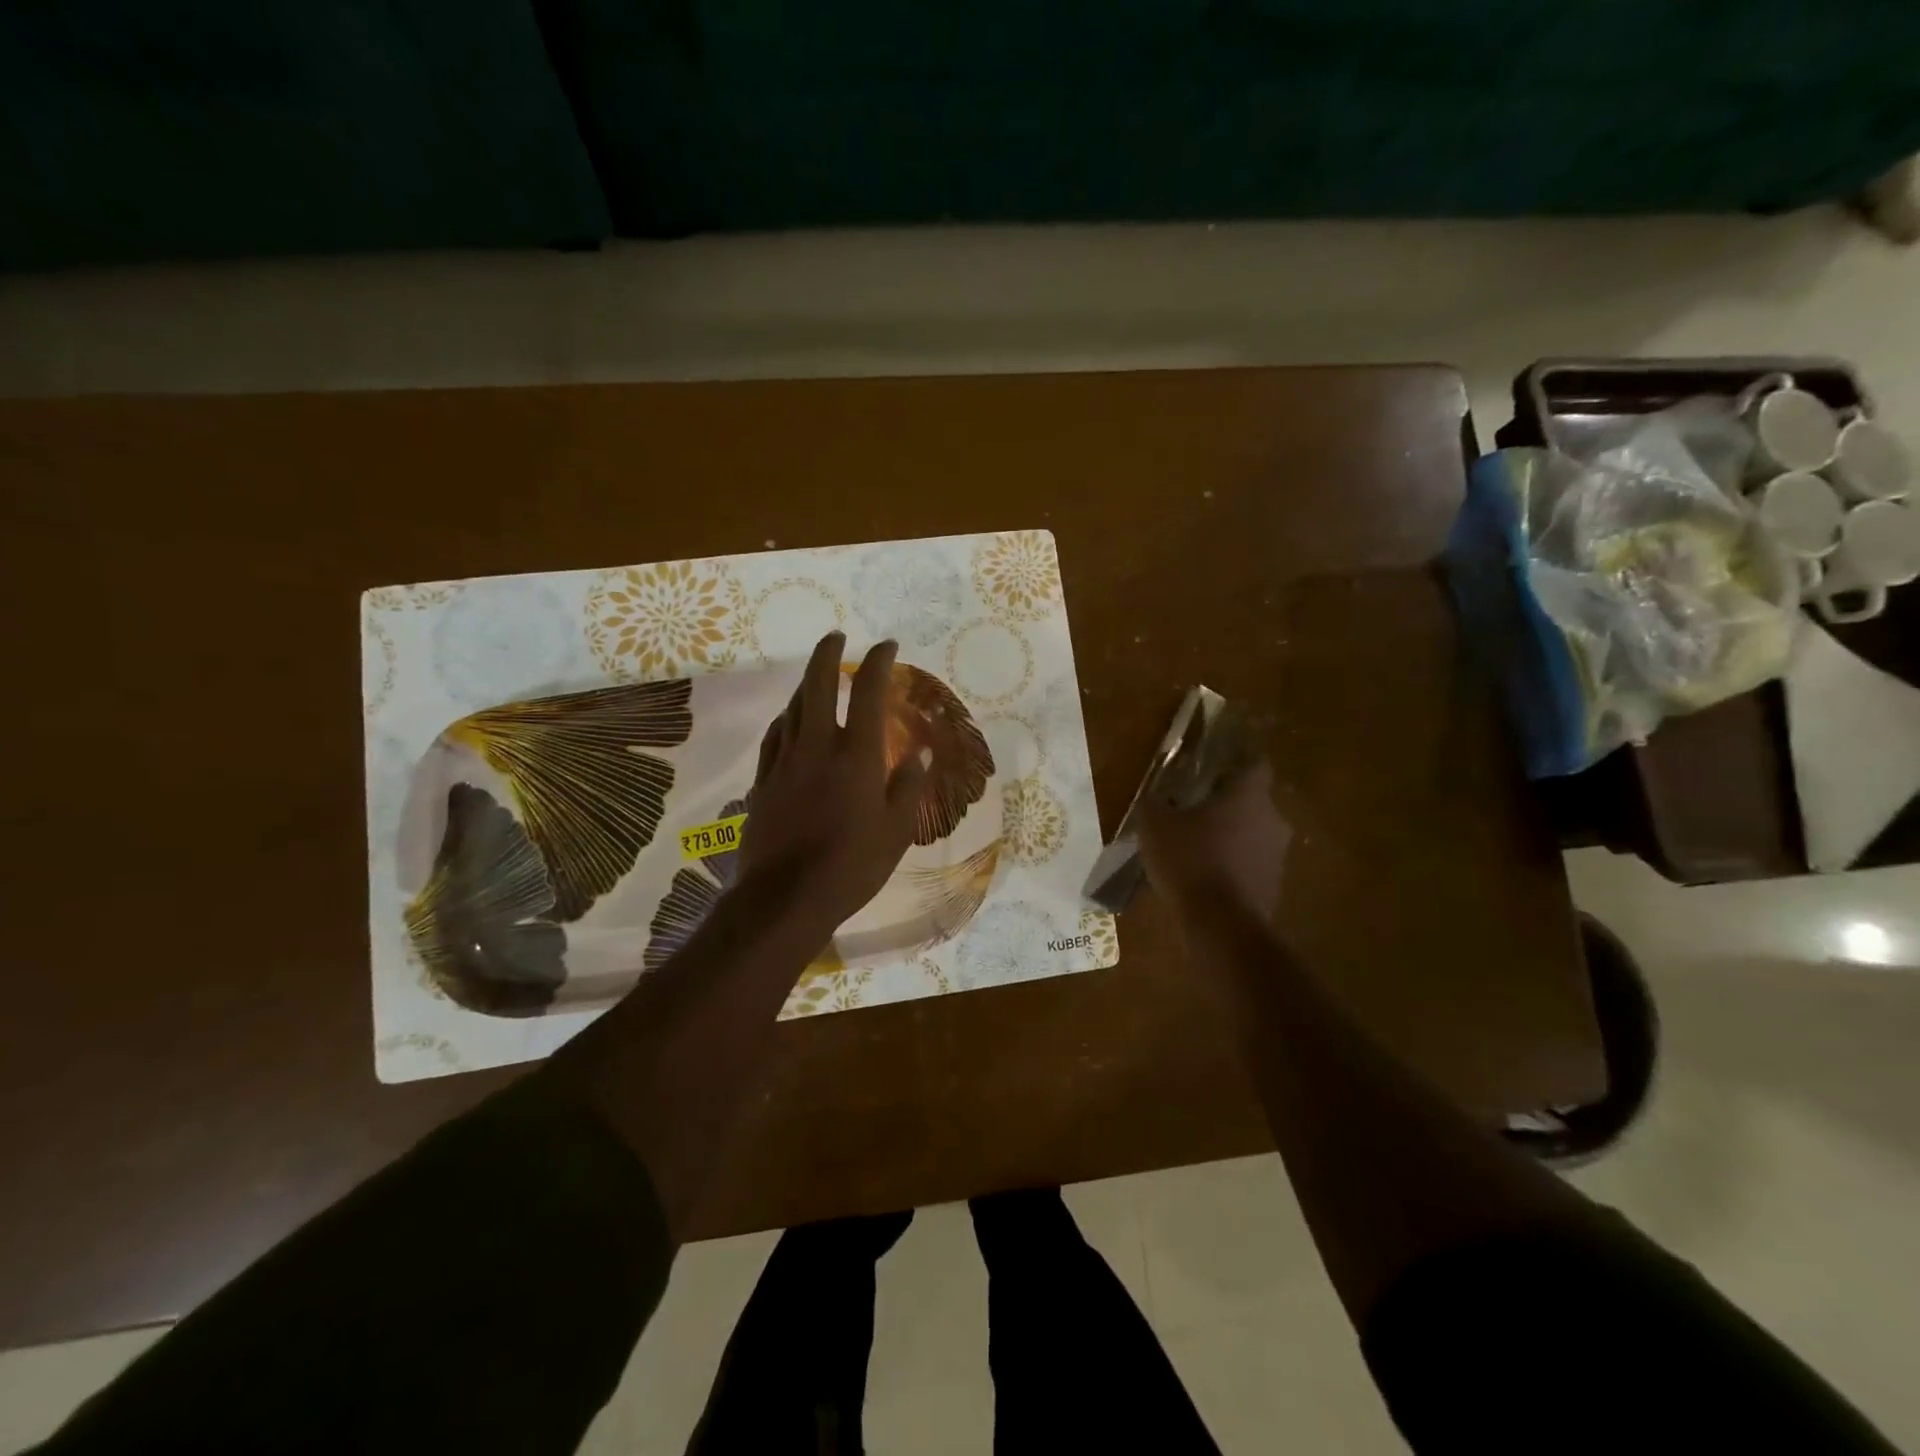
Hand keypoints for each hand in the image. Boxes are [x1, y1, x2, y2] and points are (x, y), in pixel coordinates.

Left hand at [735, 631, 927, 934]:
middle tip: (836, 637)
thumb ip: (908, 786)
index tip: (886, 646)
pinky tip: (789, 718)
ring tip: (817, 675)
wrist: (785, 898)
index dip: (877, 662)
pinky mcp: (763, 781)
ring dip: (806, 683)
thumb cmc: (851, 866)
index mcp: (856, 755)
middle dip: (827, 654)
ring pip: (792, 706)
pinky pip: (774, 735)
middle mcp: (817, 746)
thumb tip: (922, 752)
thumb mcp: (895, 831)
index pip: (867, 692)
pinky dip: (786, 717)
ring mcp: (784, 761)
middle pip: (817, 684)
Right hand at [1137, 758, 1290, 923]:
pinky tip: (1204, 878)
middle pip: (1253, 802)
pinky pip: (1250, 866)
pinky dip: (1232, 867)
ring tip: (1196, 848)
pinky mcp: (1273, 886)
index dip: (1237, 760)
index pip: (1255, 763)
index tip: (1218, 763)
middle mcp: (1272, 820)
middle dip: (1227, 805)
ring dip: (1230, 838)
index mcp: (1249, 796)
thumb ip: (1153, 804)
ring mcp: (1277, 856)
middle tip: (1196, 810)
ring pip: (1253, 835)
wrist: (1221, 924)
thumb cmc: (1190, 860)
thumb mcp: (1154, 826)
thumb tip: (1153, 798)